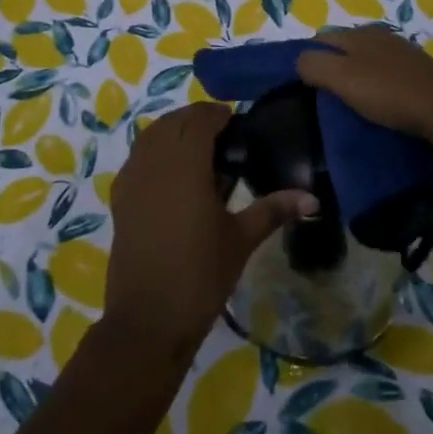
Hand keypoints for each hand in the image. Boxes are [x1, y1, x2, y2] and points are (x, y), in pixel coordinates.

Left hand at [104, 102, 316, 356]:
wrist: (149, 319)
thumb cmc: (200, 275)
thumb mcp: (241, 239)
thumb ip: (274, 210)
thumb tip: (313, 198)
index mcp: (186, 166)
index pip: (198, 121)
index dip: (215, 114)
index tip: (233, 120)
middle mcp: (155, 164)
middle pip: (172, 122)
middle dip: (194, 118)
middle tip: (219, 132)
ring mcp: (132, 180)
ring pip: (150, 136)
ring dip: (172, 130)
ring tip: (196, 146)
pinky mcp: (119, 198)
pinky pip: (136, 158)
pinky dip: (153, 150)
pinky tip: (170, 171)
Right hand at [295, 25, 432, 142]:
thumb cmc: (387, 91)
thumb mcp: (341, 77)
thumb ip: (314, 65)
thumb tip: (299, 61)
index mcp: (359, 33)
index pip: (322, 38)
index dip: (309, 57)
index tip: (302, 83)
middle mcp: (381, 36)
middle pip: (346, 48)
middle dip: (333, 66)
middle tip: (324, 95)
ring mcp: (403, 53)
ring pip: (369, 61)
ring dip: (357, 77)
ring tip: (351, 102)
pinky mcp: (420, 73)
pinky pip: (388, 75)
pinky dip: (379, 86)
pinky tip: (381, 103)